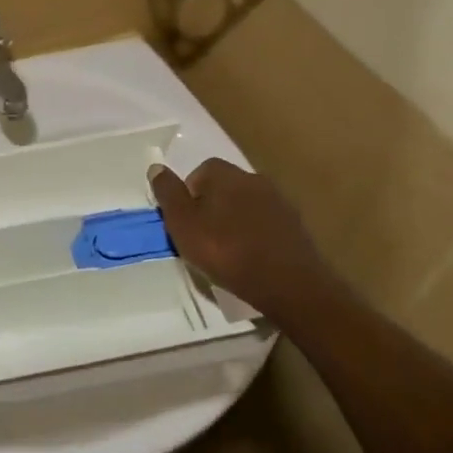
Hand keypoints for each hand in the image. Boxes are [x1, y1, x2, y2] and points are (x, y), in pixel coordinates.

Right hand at [149, 159, 328, 313]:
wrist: (289, 285)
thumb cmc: (227, 251)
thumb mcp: (183, 225)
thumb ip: (168, 194)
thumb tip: (156, 167)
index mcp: (225, 174)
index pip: (200, 172)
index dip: (189, 197)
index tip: (186, 224)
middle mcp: (254, 178)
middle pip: (224, 188)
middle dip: (213, 208)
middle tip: (204, 239)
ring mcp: (279, 202)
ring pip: (247, 206)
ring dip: (237, 222)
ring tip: (230, 252)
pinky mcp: (296, 226)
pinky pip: (267, 224)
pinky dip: (258, 236)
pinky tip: (254, 260)